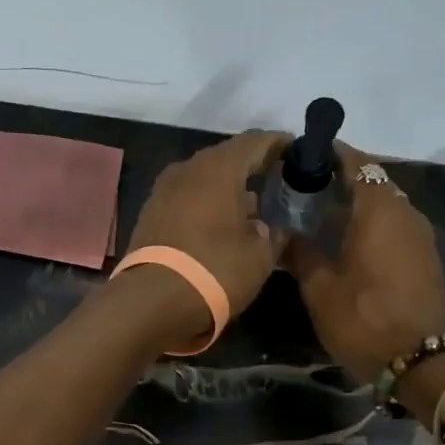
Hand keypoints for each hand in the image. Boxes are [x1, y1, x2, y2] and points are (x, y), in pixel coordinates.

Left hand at [123, 130, 288, 339]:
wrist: (151, 302)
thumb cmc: (215, 271)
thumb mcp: (259, 258)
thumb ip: (273, 236)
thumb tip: (271, 228)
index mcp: (219, 168)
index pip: (255, 142)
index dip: (278, 144)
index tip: (295, 151)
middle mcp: (188, 169)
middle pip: (226, 158)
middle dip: (251, 168)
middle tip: (274, 180)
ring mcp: (163, 191)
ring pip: (203, 180)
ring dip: (226, 190)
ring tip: (249, 209)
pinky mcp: (149, 215)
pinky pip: (186, 199)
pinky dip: (205, 206)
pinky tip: (219, 226)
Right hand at [288, 143, 444, 381]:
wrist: (421, 361)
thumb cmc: (364, 320)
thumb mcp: (320, 289)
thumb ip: (302, 252)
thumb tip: (285, 231)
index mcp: (378, 209)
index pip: (356, 162)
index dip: (330, 154)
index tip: (303, 156)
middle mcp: (405, 211)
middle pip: (372, 180)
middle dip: (341, 179)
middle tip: (305, 189)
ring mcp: (420, 234)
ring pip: (385, 203)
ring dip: (358, 203)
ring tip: (323, 215)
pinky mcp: (425, 256)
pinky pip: (395, 225)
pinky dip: (373, 223)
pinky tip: (349, 241)